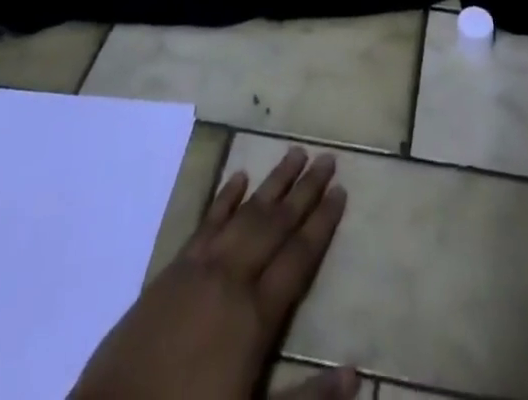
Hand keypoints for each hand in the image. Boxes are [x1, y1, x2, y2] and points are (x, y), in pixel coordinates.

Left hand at [69, 146, 356, 399]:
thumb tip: (356, 374)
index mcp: (255, 317)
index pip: (298, 257)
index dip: (322, 223)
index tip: (342, 190)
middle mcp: (231, 279)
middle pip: (275, 224)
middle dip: (304, 191)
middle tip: (327, 158)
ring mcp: (199, 270)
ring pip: (245, 213)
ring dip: (272, 184)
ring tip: (294, 154)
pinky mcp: (171, 271)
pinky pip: (206, 223)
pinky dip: (225, 198)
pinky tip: (239, 178)